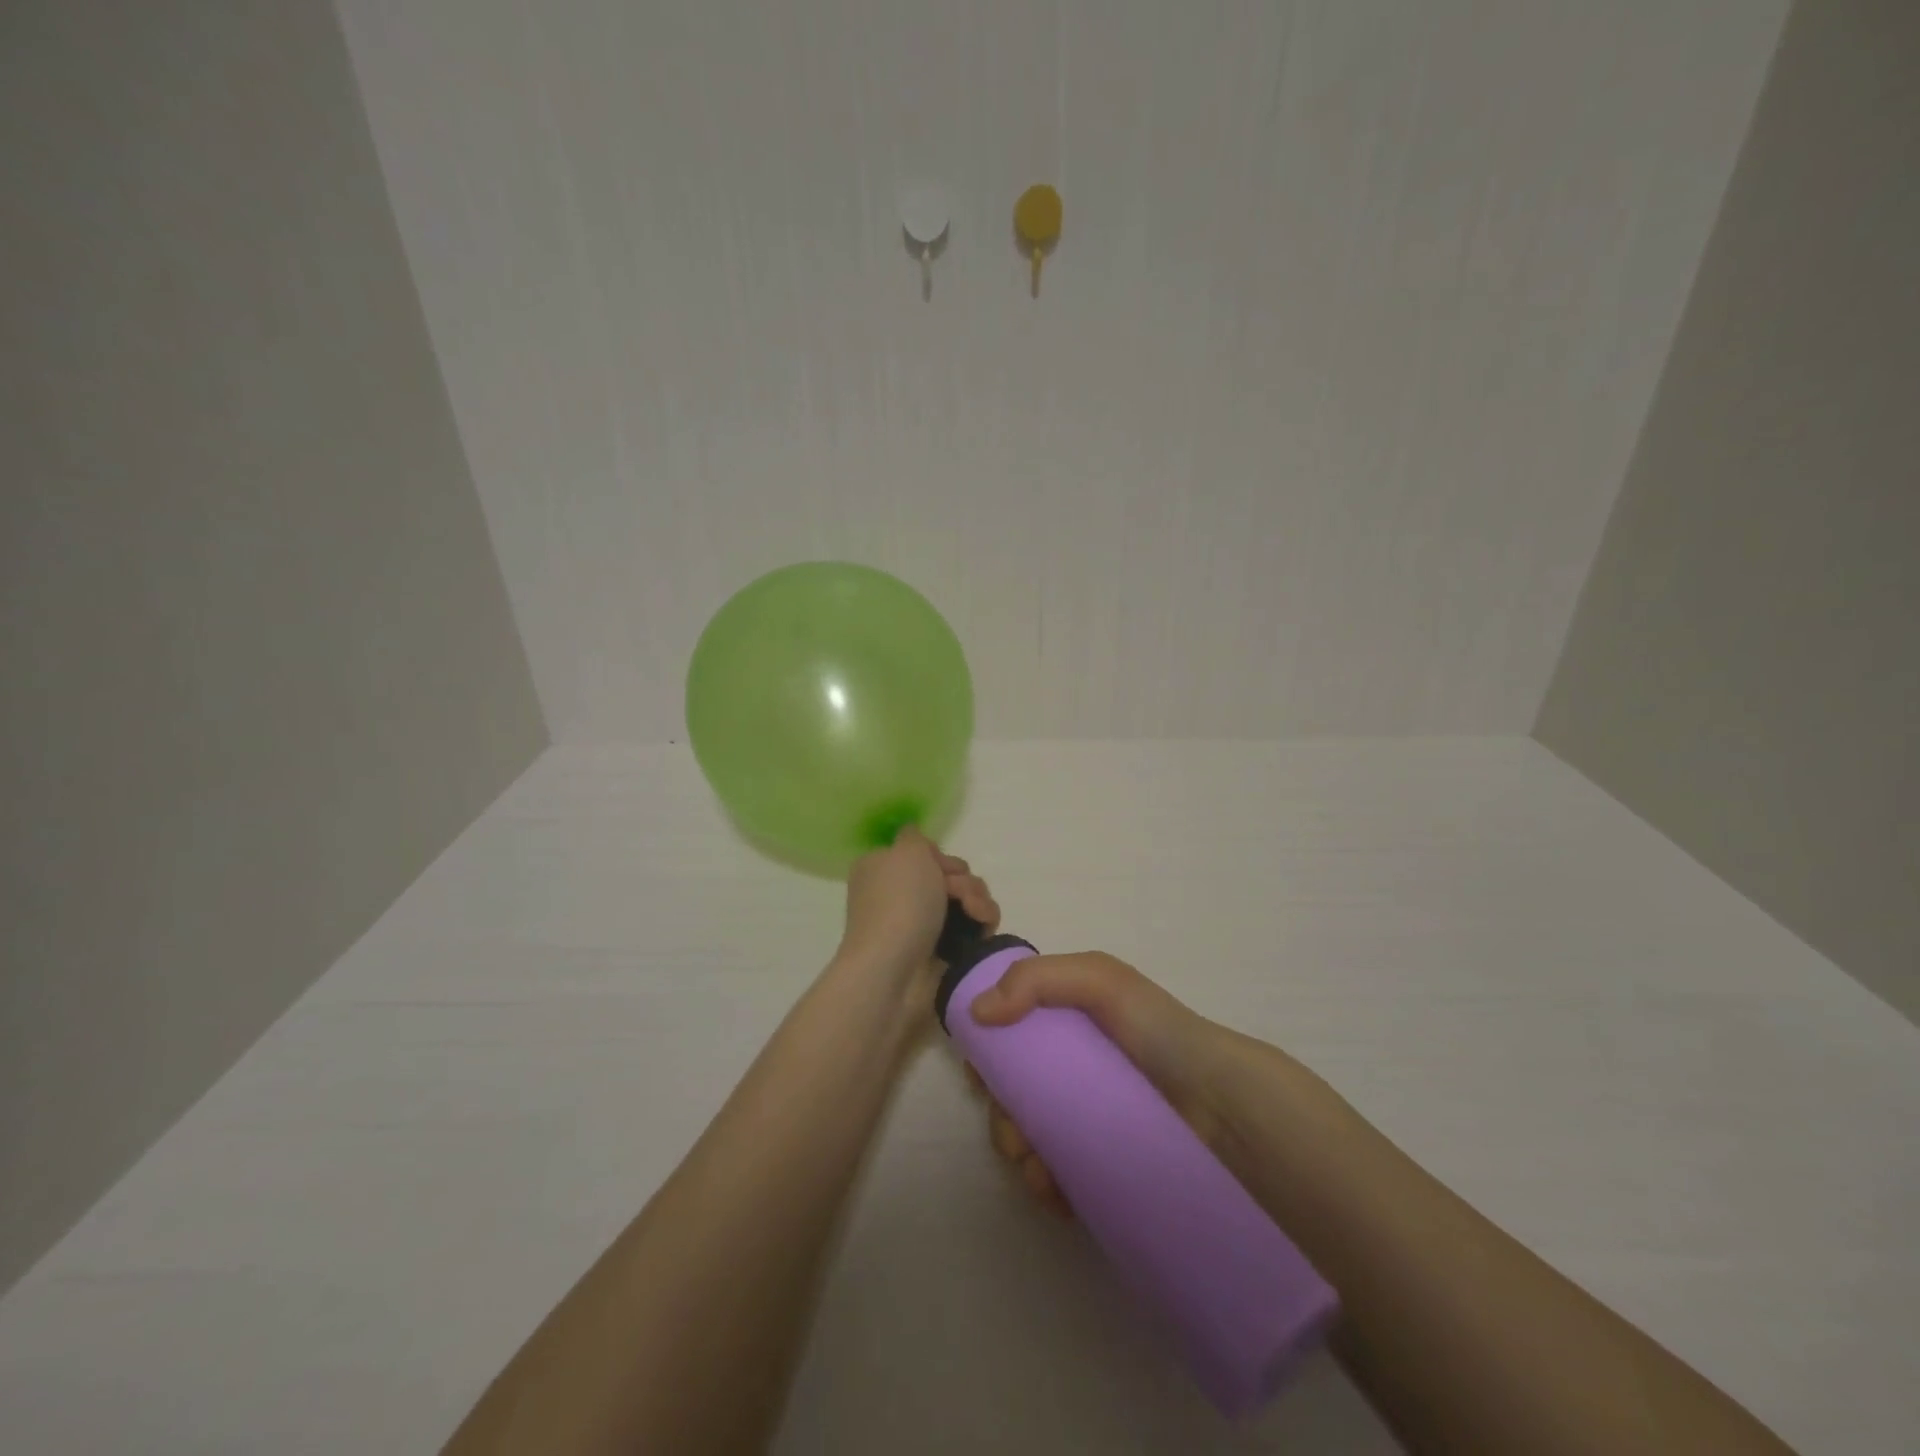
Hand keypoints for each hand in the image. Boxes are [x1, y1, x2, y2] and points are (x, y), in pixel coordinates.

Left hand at [837, 828, 999, 981]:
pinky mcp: (944, 950)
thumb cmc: (898, 904)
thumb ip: (916, 837)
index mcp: (884, 869)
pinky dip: (982, 922)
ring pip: (967, 899)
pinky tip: (982, 928)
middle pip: (950, 875)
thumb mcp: (906, 851)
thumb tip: (917, 841)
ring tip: (973, 913)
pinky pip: (974, 926)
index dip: (940, 857)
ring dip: (977, 899)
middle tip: (957, 893)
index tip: (941, 866)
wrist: (894, 971)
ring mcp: (923, 924)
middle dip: (963, 879)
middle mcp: (901, 895)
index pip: (925, 853)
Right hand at [965, 952, 1235, 1216]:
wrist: (1223, 1110)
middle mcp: (1073, 1071)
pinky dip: (1044, 1185)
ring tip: (1039, 1170)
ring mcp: (1087, 1121)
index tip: (982, 1079)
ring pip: (1029, 1138)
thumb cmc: (1158, 1034)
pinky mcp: (1102, 1166)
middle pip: (1013, 1094)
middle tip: (1016, 1136)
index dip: (989, 1057)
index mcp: (1068, 1026)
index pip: (1011, 1039)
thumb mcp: (1102, 980)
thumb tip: (978, 1014)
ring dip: (1018, 1155)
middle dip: (1001, 1117)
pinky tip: (1054, 1193)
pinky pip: (1057, 1178)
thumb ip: (1037, 979)